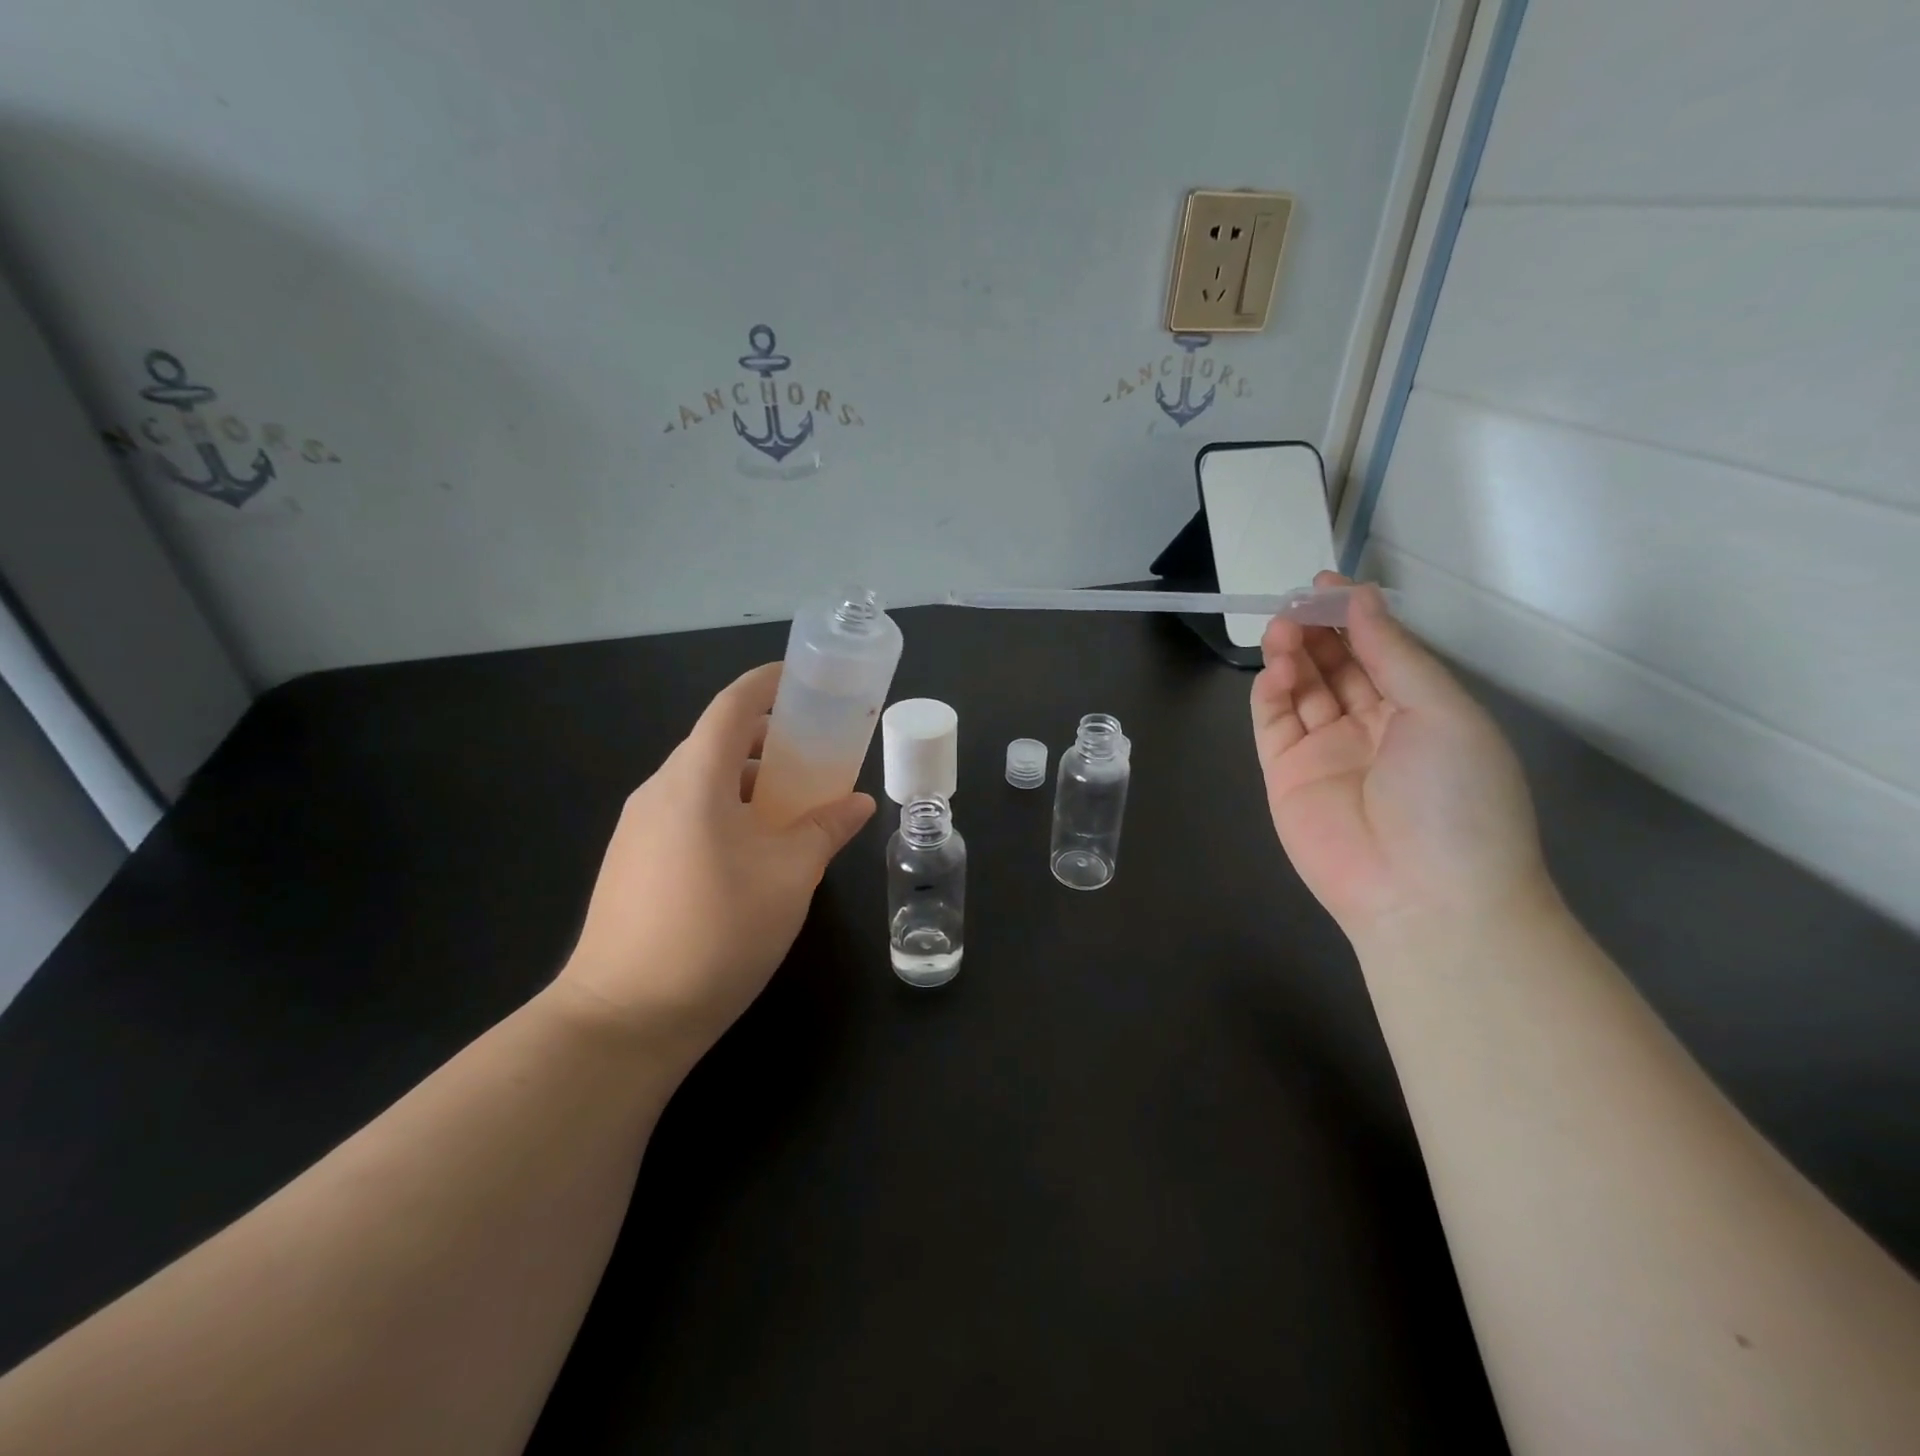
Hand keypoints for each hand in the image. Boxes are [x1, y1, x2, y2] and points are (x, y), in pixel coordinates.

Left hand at [551, 663, 874, 1068]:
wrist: (624, 1019)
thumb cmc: (717, 932)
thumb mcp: (789, 877)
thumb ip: (826, 830)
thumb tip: (858, 803)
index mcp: (694, 780)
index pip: (732, 707)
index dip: (768, 685)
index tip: (804, 682)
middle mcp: (659, 792)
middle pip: (718, 743)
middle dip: (769, 740)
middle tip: (817, 755)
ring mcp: (639, 829)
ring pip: (703, 783)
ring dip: (751, 783)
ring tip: (796, 808)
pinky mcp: (633, 862)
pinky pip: (688, 815)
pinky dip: (728, 812)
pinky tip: (756, 852)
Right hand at [1250, 573, 1547, 941]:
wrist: (1424, 896)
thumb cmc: (1454, 798)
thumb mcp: (1442, 712)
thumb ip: (1394, 654)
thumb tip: (1360, 598)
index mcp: (1420, 711)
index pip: (1379, 651)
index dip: (1353, 615)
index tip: (1325, 583)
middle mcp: (1371, 726)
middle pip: (1335, 665)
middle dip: (1316, 630)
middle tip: (1295, 603)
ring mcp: (1324, 751)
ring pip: (1301, 688)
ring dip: (1290, 654)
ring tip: (1281, 628)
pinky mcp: (1285, 774)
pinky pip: (1273, 722)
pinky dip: (1270, 691)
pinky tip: (1276, 669)